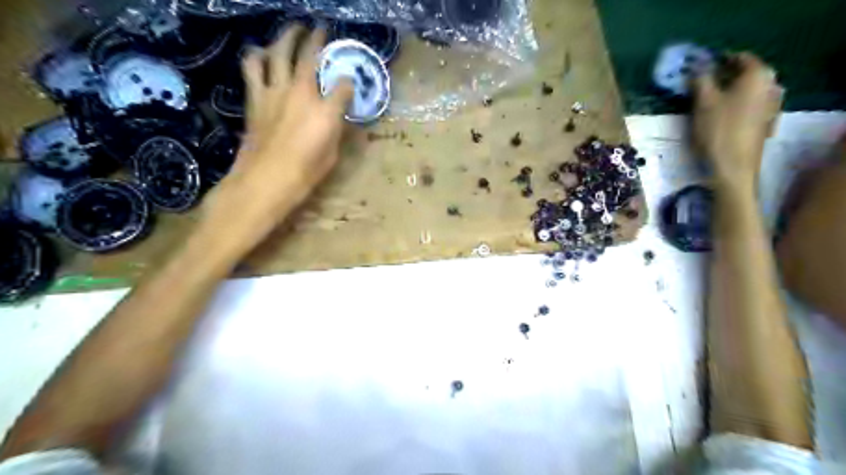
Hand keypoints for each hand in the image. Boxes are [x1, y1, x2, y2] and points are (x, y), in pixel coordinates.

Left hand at [212, 24, 356, 224]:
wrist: (266, 179)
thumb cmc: (305, 173)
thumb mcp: (332, 154)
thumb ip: (336, 128)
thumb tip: (338, 116)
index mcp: (326, 110)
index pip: (343, 86)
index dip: (348, 82)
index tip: (349, 83)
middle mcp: (301, 92)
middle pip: (308, 54)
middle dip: (316, 38)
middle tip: (319, 30)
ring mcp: (275, 91)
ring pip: (278, 51)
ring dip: (285, 37)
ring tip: (290, 32)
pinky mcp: (255, 97)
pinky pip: (253, 67)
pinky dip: (256, 56)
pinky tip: (260, 55)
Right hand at [690, 52, 781, 190]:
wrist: (733, 166)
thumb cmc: (718, 130)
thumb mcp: (703, 102)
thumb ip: (700, 79)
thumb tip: (696, 67)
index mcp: (758, 75)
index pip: (739, 57)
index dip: (717, 60)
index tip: (697, 68)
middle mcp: (771, 85)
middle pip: (744, 74)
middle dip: (721, 77)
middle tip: (697, 85)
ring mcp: (770, 104)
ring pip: (745, 90)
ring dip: (725, 92)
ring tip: (703, 102)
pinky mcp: (764, 121)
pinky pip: (747, 104)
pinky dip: (732, 105)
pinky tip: (716, 116)